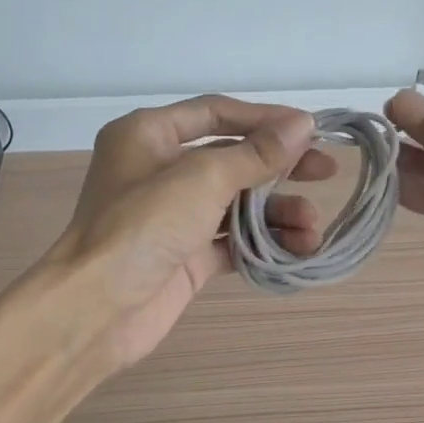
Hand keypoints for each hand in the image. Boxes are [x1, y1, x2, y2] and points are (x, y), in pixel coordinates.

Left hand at [37, 96, 334, 370]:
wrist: (96, 310)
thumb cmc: (142, 226)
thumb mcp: (202, 178)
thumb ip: (256, 154)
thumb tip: (303, 125)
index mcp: (149, 135)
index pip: (216, 112)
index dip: (266, 119)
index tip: (312, 130)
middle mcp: (159, 170)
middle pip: (231, 158)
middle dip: (279, 168)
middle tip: (326, 172)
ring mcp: (172, 217)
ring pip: (235, 204)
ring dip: (276, 214)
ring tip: (312, 230)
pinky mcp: (184, 257)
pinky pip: (231, 241)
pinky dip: (262, 244)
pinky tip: (296, 250)